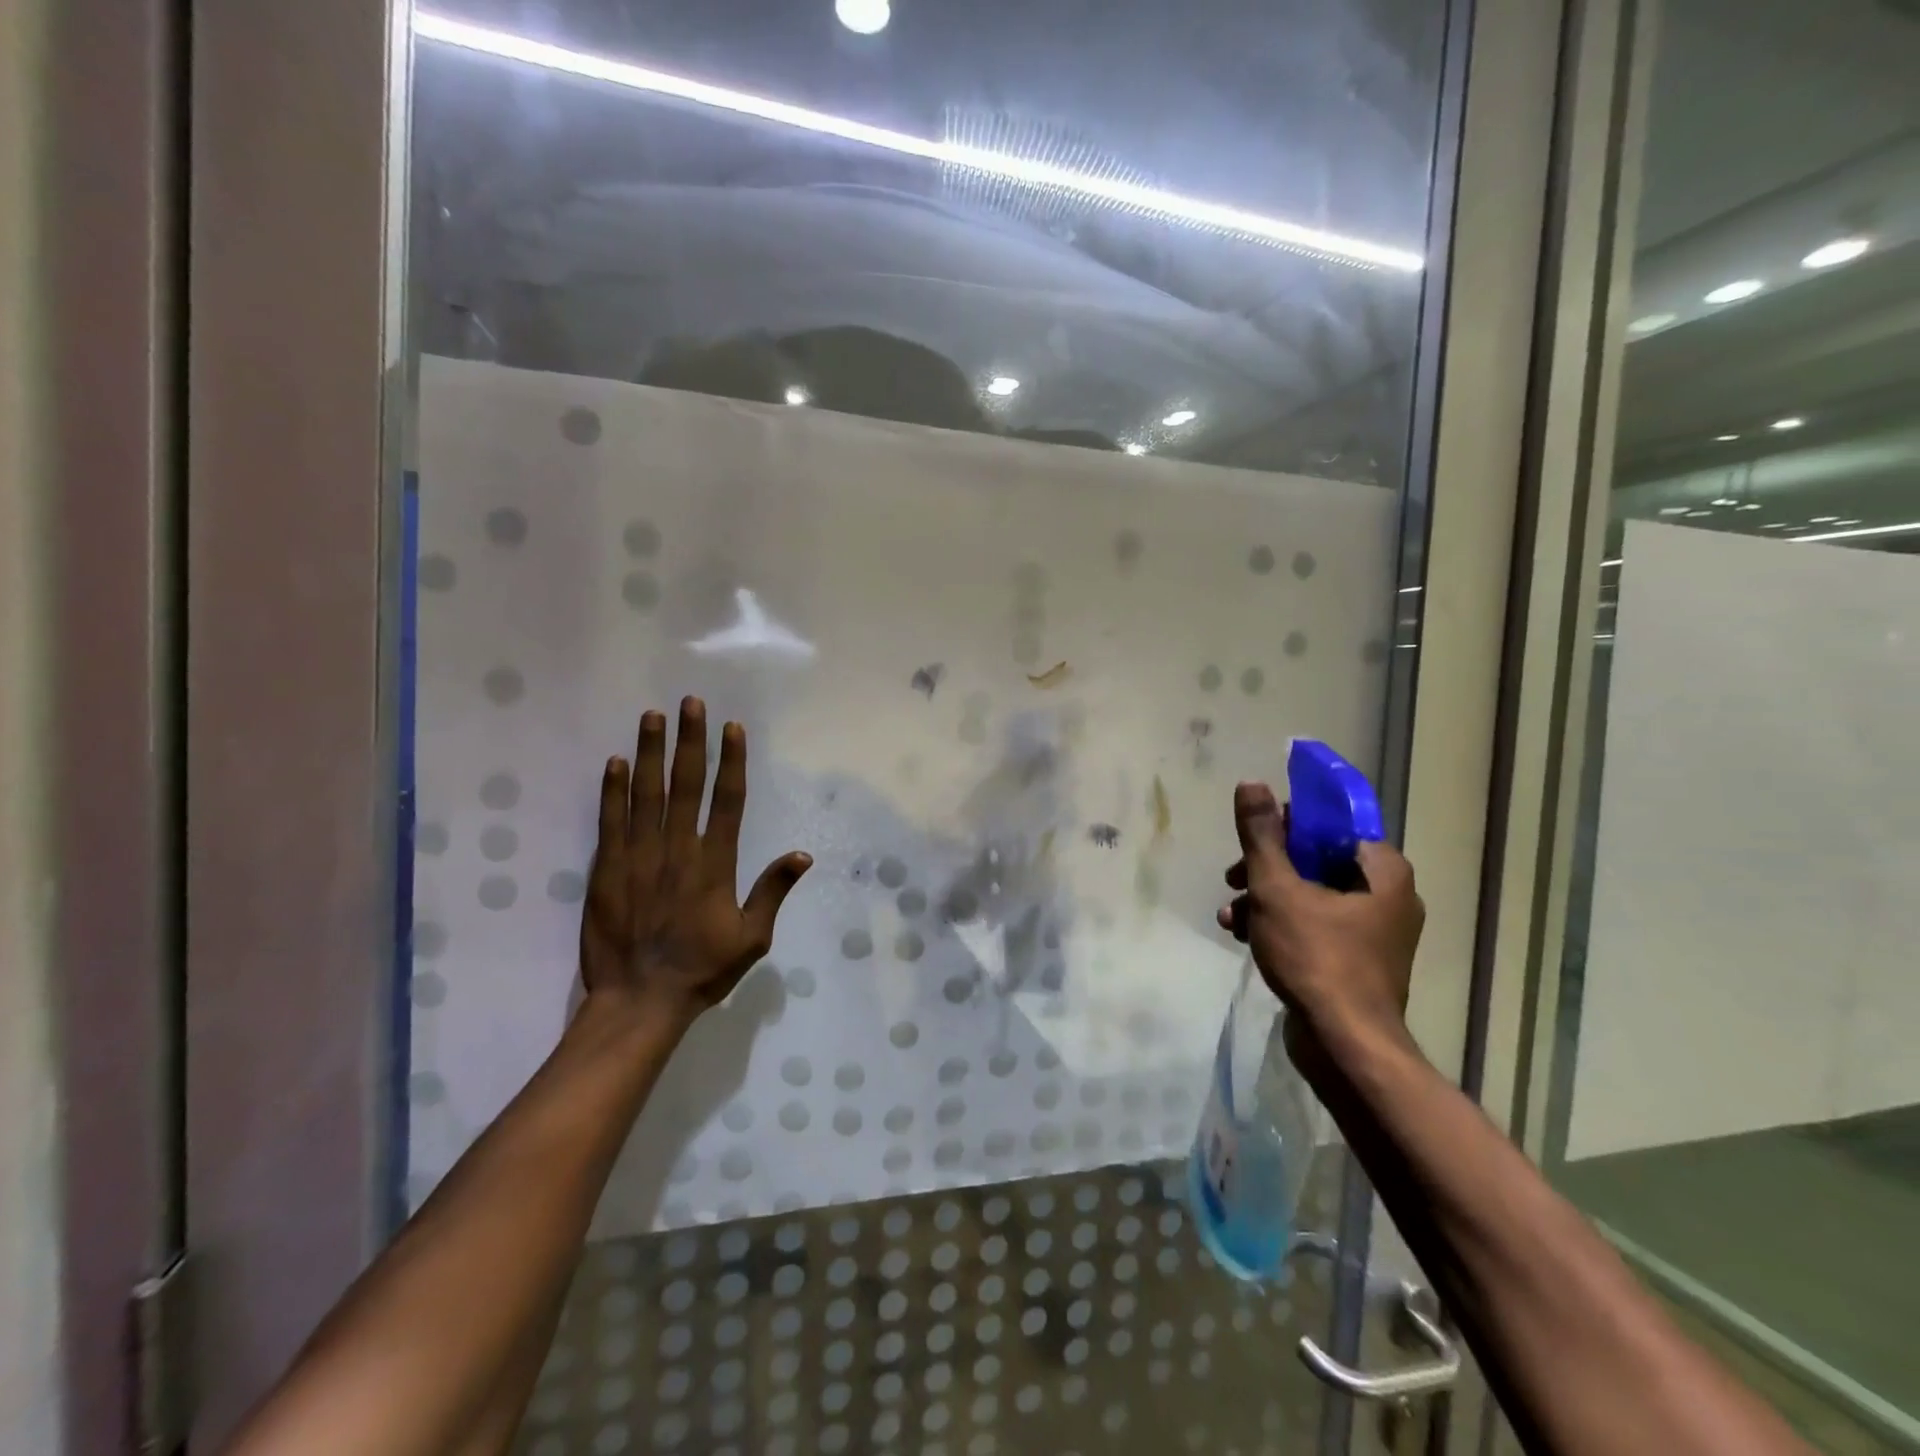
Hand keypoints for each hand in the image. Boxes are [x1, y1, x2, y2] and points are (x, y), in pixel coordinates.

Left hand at [581, 697, 811, 1028]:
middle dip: (690, 741)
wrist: (639, 1001)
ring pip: (646, 794)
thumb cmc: (702, 970)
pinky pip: (610, 821)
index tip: (732, 728)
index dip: (731, 761)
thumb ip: (773, 892)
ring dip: (650, 753)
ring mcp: (638, 857)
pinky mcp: (606, 870)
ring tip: (652, 717)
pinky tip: (616, 762)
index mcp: (714, 864)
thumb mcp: (752, 938)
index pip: (726, 801)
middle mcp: (677, 850)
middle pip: (686, 785)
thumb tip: (803, 855)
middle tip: (690, 703)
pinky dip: (613, 790)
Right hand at [1217, 781, 1423, 1057]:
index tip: (1254, 837)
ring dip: (1265, 898)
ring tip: (1231, 916)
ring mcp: (1375, 931)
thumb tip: (1252, 783)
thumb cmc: (1316, 956)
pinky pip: (1315, 924)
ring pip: (1310, 894)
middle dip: (1267, 868)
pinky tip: (1244, 936)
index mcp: (1382, 870)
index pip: (1333, 823)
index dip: (1288, 823)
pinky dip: (1281, 924)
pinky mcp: (1358, 960)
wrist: (1344, 1046)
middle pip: (1316, 859)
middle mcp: (1388, 895)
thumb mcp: (1277, 888)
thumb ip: (1262, 835)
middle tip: (1234, 878)